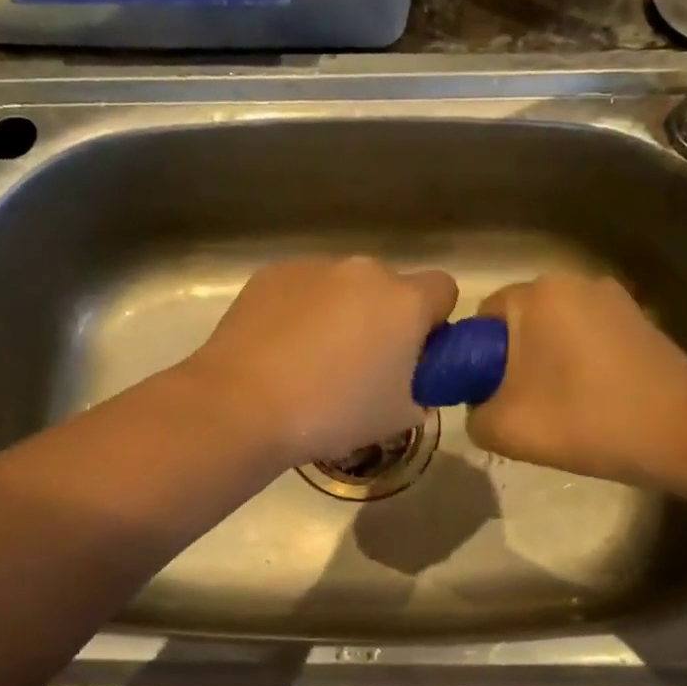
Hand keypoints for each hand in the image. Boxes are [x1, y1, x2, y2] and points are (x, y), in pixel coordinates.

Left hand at [185, 257, 457, 465]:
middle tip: (361, 365)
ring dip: (340, 312)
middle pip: (389, 288)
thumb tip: (409, 384)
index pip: (444, 289)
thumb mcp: (397, 417)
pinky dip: (299, 311)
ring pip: (343, 287)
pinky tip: (278, 349)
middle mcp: (364, 271)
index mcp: (405, 301)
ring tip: (310, 361)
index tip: (414, 355)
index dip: (434, 321)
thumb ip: (418, 390)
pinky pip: (301, 290)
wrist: (242, 405)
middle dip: (383, 318)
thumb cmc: (332, 414)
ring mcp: (313, 267)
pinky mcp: (270, 274)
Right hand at [467, 274, 686, 485]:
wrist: (684, 435)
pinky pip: (588, 337)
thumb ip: (472, 411)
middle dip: (513, 361)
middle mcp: (574, 282)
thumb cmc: (586, 421)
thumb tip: (483, 402)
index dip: (476, 360)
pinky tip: (594, 399)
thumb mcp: (503, 428)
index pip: (482, 319)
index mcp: (537, 294)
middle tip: (523, 407)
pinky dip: (580, 362)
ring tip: (561, 407)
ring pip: (555, 330)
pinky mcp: (639, 320)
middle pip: (520, 323)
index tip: (491, 397)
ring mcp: (613, 298)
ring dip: (547, 362)